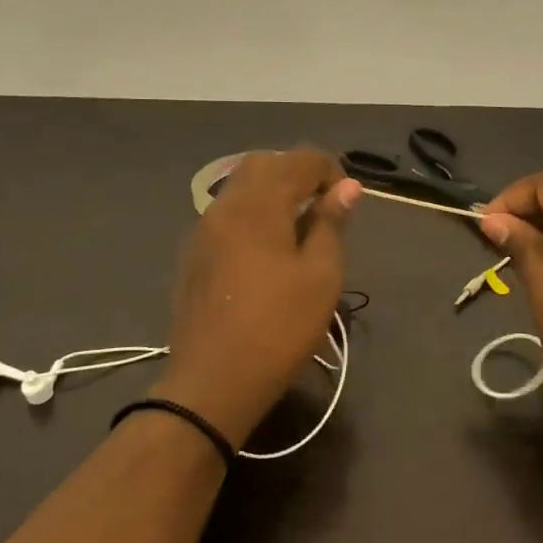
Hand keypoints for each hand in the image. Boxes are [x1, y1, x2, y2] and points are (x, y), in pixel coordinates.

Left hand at [154, 148, 361, 446]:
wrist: (213, 381)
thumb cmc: (280, 327)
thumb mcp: (321, 276)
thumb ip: (331, 224)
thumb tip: (346, 188)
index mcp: (259, 205)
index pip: (299, 160)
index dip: (330, 170)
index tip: (348, 200)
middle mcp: (226, 206)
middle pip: (264, 164)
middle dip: (298, 173)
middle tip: (324, 206)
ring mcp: (204, 230)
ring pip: (240, 187)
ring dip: (273, 192)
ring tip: (299, 227)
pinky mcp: (195, 254)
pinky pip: (227, 213)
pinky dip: (253, 213)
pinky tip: (268, 248)